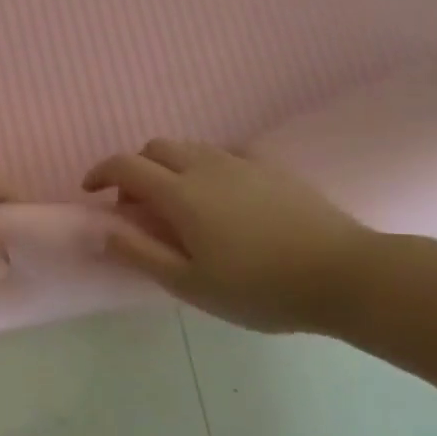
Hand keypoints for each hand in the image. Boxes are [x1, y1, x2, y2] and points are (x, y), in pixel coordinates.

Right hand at [82, 139, 373, 332]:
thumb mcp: (189, 284)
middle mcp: (206, 166)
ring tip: (177, 206)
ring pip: (190, 147)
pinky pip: (223, 154)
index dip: (100, 173)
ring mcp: (242, 163)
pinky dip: (204, 167)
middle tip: (137, 208)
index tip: (91, 193)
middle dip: (135, 170)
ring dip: (168, 167)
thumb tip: (102, 230)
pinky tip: (220, 199)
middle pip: (155, 148)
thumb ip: (140, 254)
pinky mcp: (271, 168)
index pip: (126, 166)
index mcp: (181, 194)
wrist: (344, 275)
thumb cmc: (259, 288)